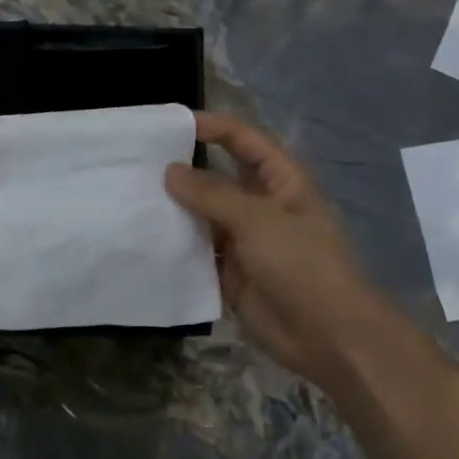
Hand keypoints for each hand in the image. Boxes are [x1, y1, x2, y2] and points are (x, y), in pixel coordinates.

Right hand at [165, 112, 385, 384]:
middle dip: (186, 169)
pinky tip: (144, 237)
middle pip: (219, 178)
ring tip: (132, 196)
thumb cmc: (301, 265)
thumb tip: (170, 171)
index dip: (215, 127)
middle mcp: (260, 206)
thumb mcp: (258, 220)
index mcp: (281, 183)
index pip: (246, 142)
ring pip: (203, 216)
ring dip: (175, 208)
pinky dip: (175, 245)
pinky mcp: (228, 273)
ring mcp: (243, 241)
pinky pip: (197, 252)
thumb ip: (212, 195)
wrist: (326, 335)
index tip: (173, 124)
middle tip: (140, 162)